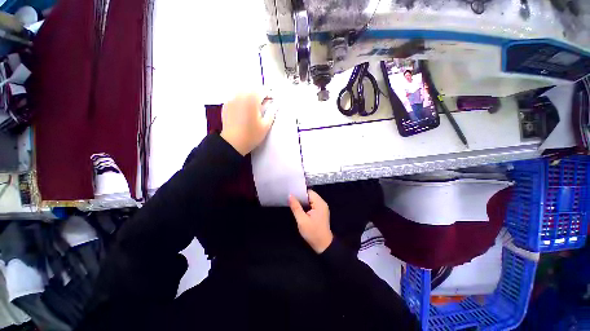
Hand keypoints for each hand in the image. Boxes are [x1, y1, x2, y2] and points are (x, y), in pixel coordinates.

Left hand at [220, 93, 275, 155]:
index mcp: (252, 99)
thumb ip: (272, 112)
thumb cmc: (252, 135)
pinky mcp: (226, 105)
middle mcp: (240, 95)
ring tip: (254, 105)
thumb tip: (276, 104)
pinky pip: (236, 97)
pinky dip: (242, 100)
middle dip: (260, 93)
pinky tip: (244, 109)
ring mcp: (231, 99)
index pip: (263, 90)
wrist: (233, 143)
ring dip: (250, 95)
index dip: (270, 92)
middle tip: (264, 102)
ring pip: (243, 91)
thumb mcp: (266, 125)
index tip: (273, 98)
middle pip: (252, 88)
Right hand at [289, 190, 333, 253]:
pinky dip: (306, 206)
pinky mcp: (320, 212)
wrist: (323, 245)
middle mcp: (322, 203)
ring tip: (293, 203)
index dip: (300, 192)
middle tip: (290, 199)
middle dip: (300, 197)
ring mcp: (322, 208)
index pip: (309, 192)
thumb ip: (296, 207)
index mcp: (319, 203)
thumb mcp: (302, 220)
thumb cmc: (312, 233)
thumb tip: (290, 195)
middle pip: (310, 195)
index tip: (291, 193)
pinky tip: (299, 208)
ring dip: (303, 202)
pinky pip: (312, 205)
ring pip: (310, 200)